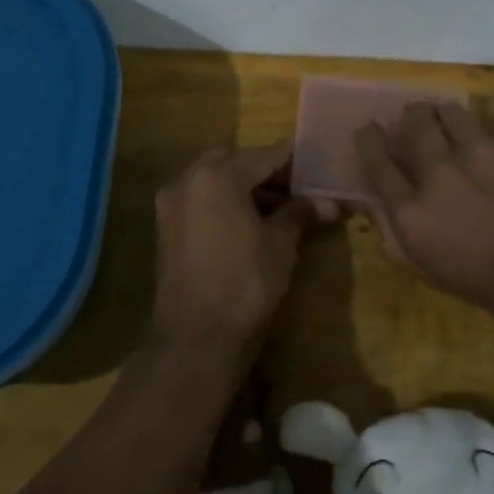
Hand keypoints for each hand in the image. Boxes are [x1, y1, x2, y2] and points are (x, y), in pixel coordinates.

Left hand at [153, 140, 315, 351]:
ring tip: (277, 207)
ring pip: (212, 180)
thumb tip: (327, 202)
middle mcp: (187, 181)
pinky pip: (199, 201)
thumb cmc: (246, 283)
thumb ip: (300, 213)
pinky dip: (223, 202)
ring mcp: (171, 205)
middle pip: (232, 161)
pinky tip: (248, 222)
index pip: (262, 155)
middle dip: (263, 169)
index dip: (291, 158)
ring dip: (242, 185)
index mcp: (217, 177)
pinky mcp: (166, 229)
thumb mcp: (280, 244)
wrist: (197, 337)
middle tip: (294, 186)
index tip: (313, 159)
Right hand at [353, 104, 493, 328]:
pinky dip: (477, 128)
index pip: (377, 162)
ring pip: (448, 112)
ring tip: (446, 118)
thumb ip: (398, 240)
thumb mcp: (436, 275)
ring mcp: (477, 153)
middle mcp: (438, 174)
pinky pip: (484, 125)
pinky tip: (484, 140)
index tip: (368, 129)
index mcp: (412, 213)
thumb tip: (376, 208)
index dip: (369, 140)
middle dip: (408, 117)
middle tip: (412, 118)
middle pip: (412, 124)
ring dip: (441, 113)